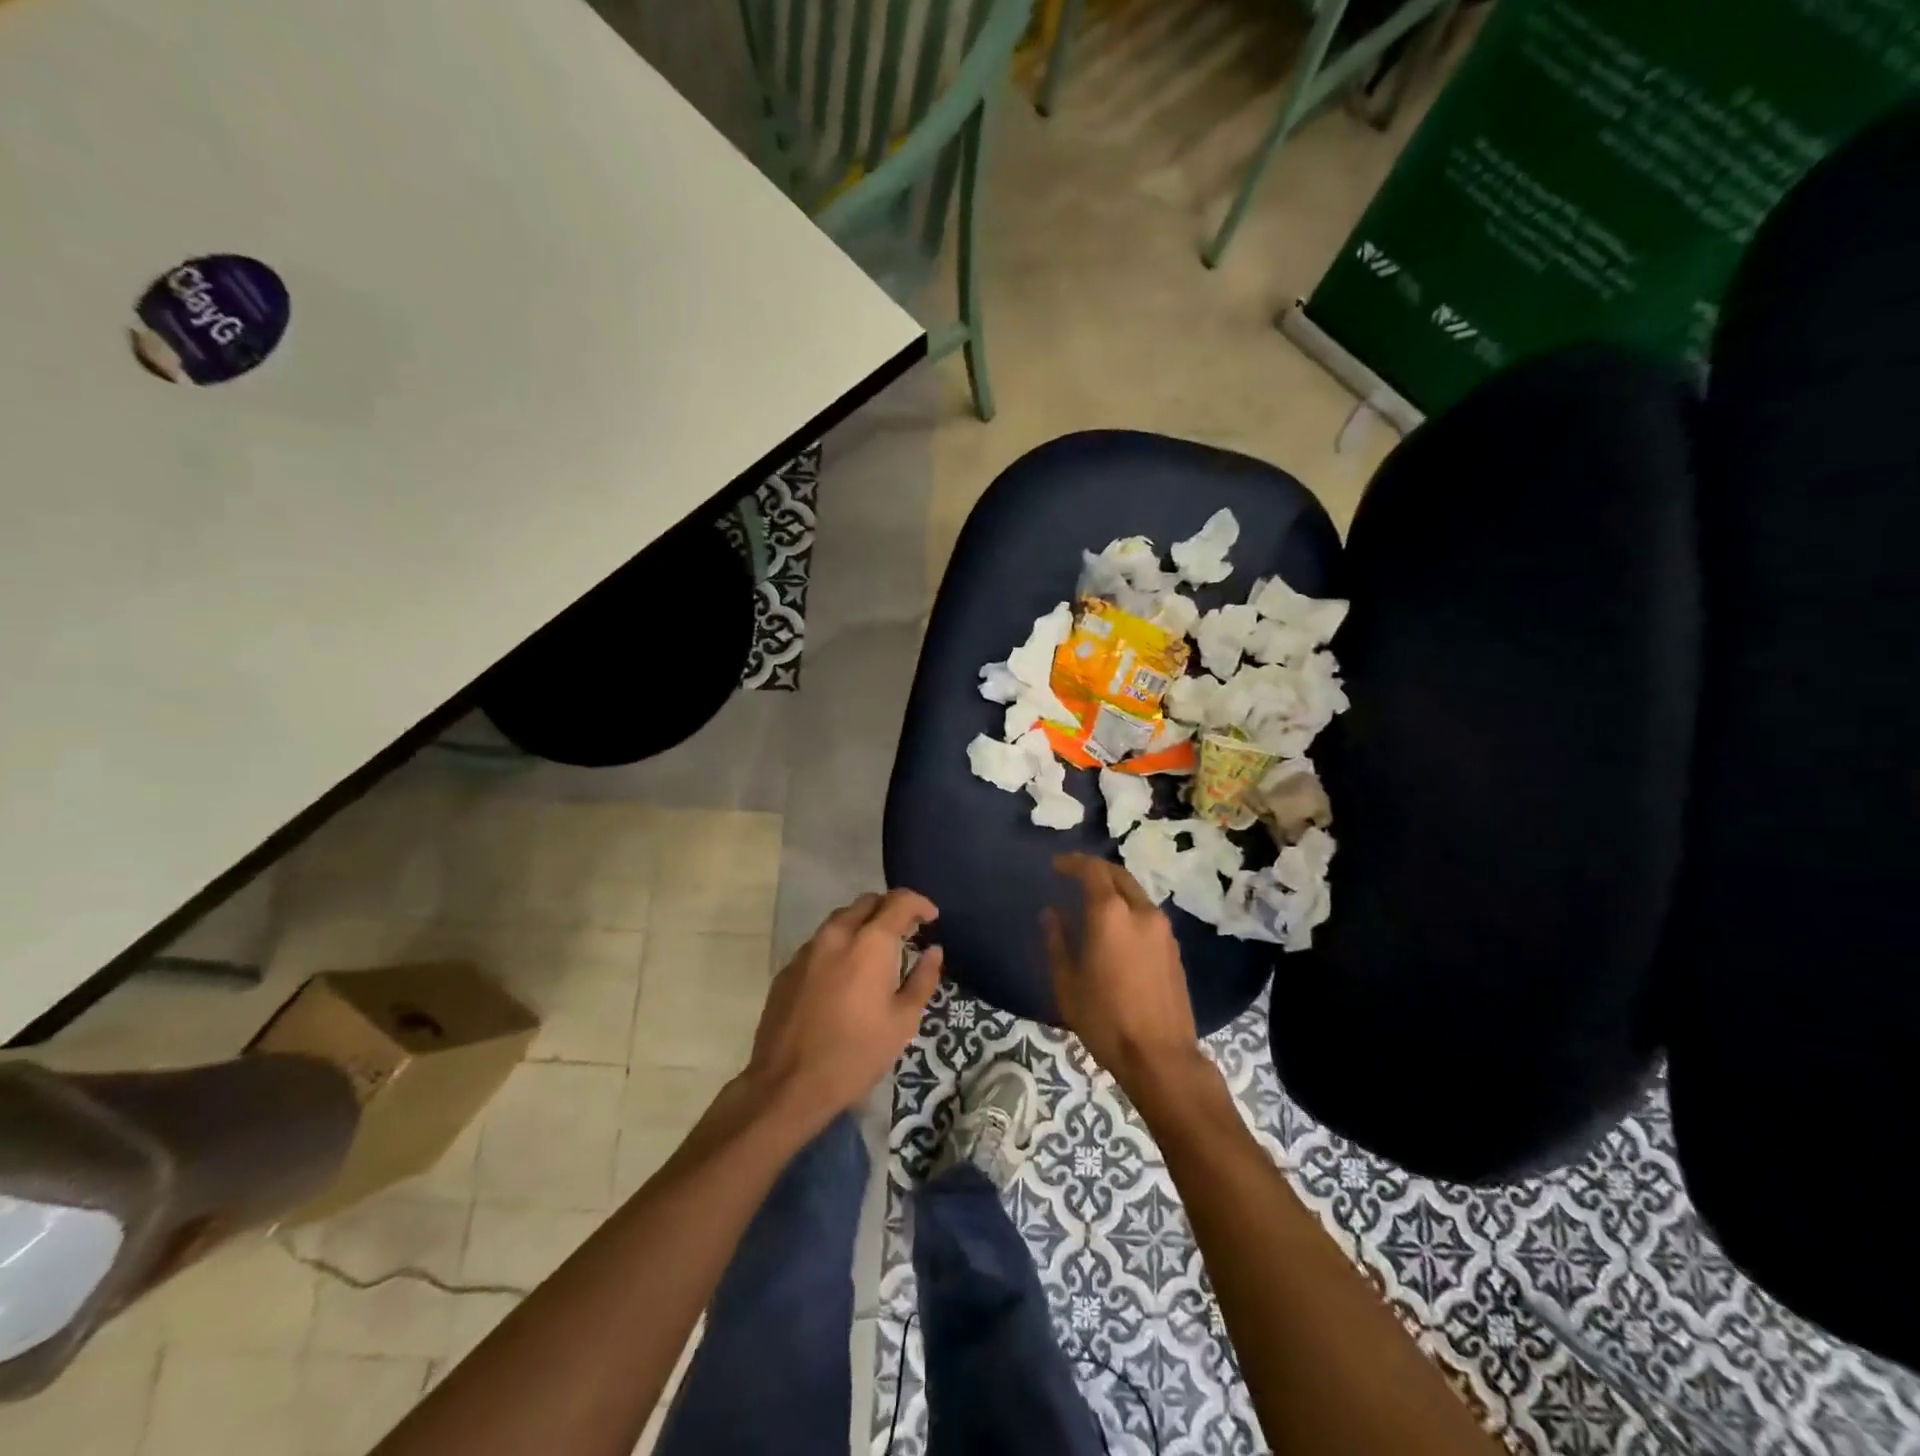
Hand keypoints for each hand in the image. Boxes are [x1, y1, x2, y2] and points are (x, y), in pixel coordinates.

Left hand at [741, 889, 943, 1137]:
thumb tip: (933, 951)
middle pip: (867, 902)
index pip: (899, 901)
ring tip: (877, 952)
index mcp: (870, 943)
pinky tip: (845, 975)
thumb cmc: (856, 1054)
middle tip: (907, 933)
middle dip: (890, 909)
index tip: (931, 918)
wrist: (787, 1085)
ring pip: (841, 919)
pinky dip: (840, 945)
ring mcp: (807, 949)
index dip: (920, 904)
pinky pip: (820, 943)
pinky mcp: (788, 968)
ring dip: (863, 925)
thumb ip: (922, 978)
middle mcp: (837, 934)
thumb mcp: (903, 1021)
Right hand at [1044, 854, 1202, 1094]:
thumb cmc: (1105, 1019)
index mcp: (1111, 914)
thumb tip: (1051, 913)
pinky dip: (1128, 908)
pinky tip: (1115, 927)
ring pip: (1136, 893)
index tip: (1056, 865)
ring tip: (1092, 901)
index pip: (1093, 870)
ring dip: (1114, 889)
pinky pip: (1147, 914)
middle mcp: (1141, 912)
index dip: (1073, 862)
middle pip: (1119, 875)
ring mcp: (1163, 929)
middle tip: (1073, 875)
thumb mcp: (1068, 982)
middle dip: (1095, 870)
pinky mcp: (1174, 948)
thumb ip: (1057, 941)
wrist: (1160, 1057)